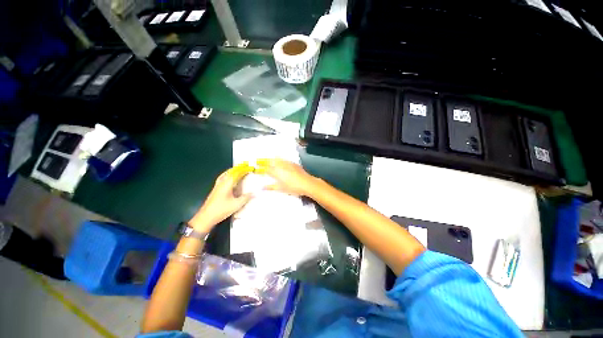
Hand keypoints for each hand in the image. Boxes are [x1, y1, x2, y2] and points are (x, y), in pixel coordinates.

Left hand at [189, 163, 253, 231]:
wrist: (206, 217)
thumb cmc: (221, 210)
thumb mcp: (236, 205)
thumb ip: (245, 198)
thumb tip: (254, 193)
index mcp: (227, 184)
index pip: (237, 173)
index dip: (244, 169)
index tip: (250, 167)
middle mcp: (221, 183)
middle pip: (230, 172)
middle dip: (238, 168)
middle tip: (245, 166)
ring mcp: (217, 186)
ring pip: (225, 174)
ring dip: (232, 171)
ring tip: (238, 170)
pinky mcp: (215, 190)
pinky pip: (223, 178)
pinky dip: (228, 175)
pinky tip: (230, 179)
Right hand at [256, 158, 317, 196]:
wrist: (307, 183)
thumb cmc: (293, 187)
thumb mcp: (281, 188)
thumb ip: (271, 187)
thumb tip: (262, 187)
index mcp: (277, 172)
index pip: (266, 169)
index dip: (260, 168)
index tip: (256, 168)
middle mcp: (281, 165)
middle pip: (270, 161)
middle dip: (264, 161)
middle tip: (258, 161)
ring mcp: (287, 163)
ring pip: (277, 158)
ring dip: (271, 158)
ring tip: (267, 159)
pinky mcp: (293, 163)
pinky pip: (284, 159)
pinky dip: (279, 159)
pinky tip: (279, 160)